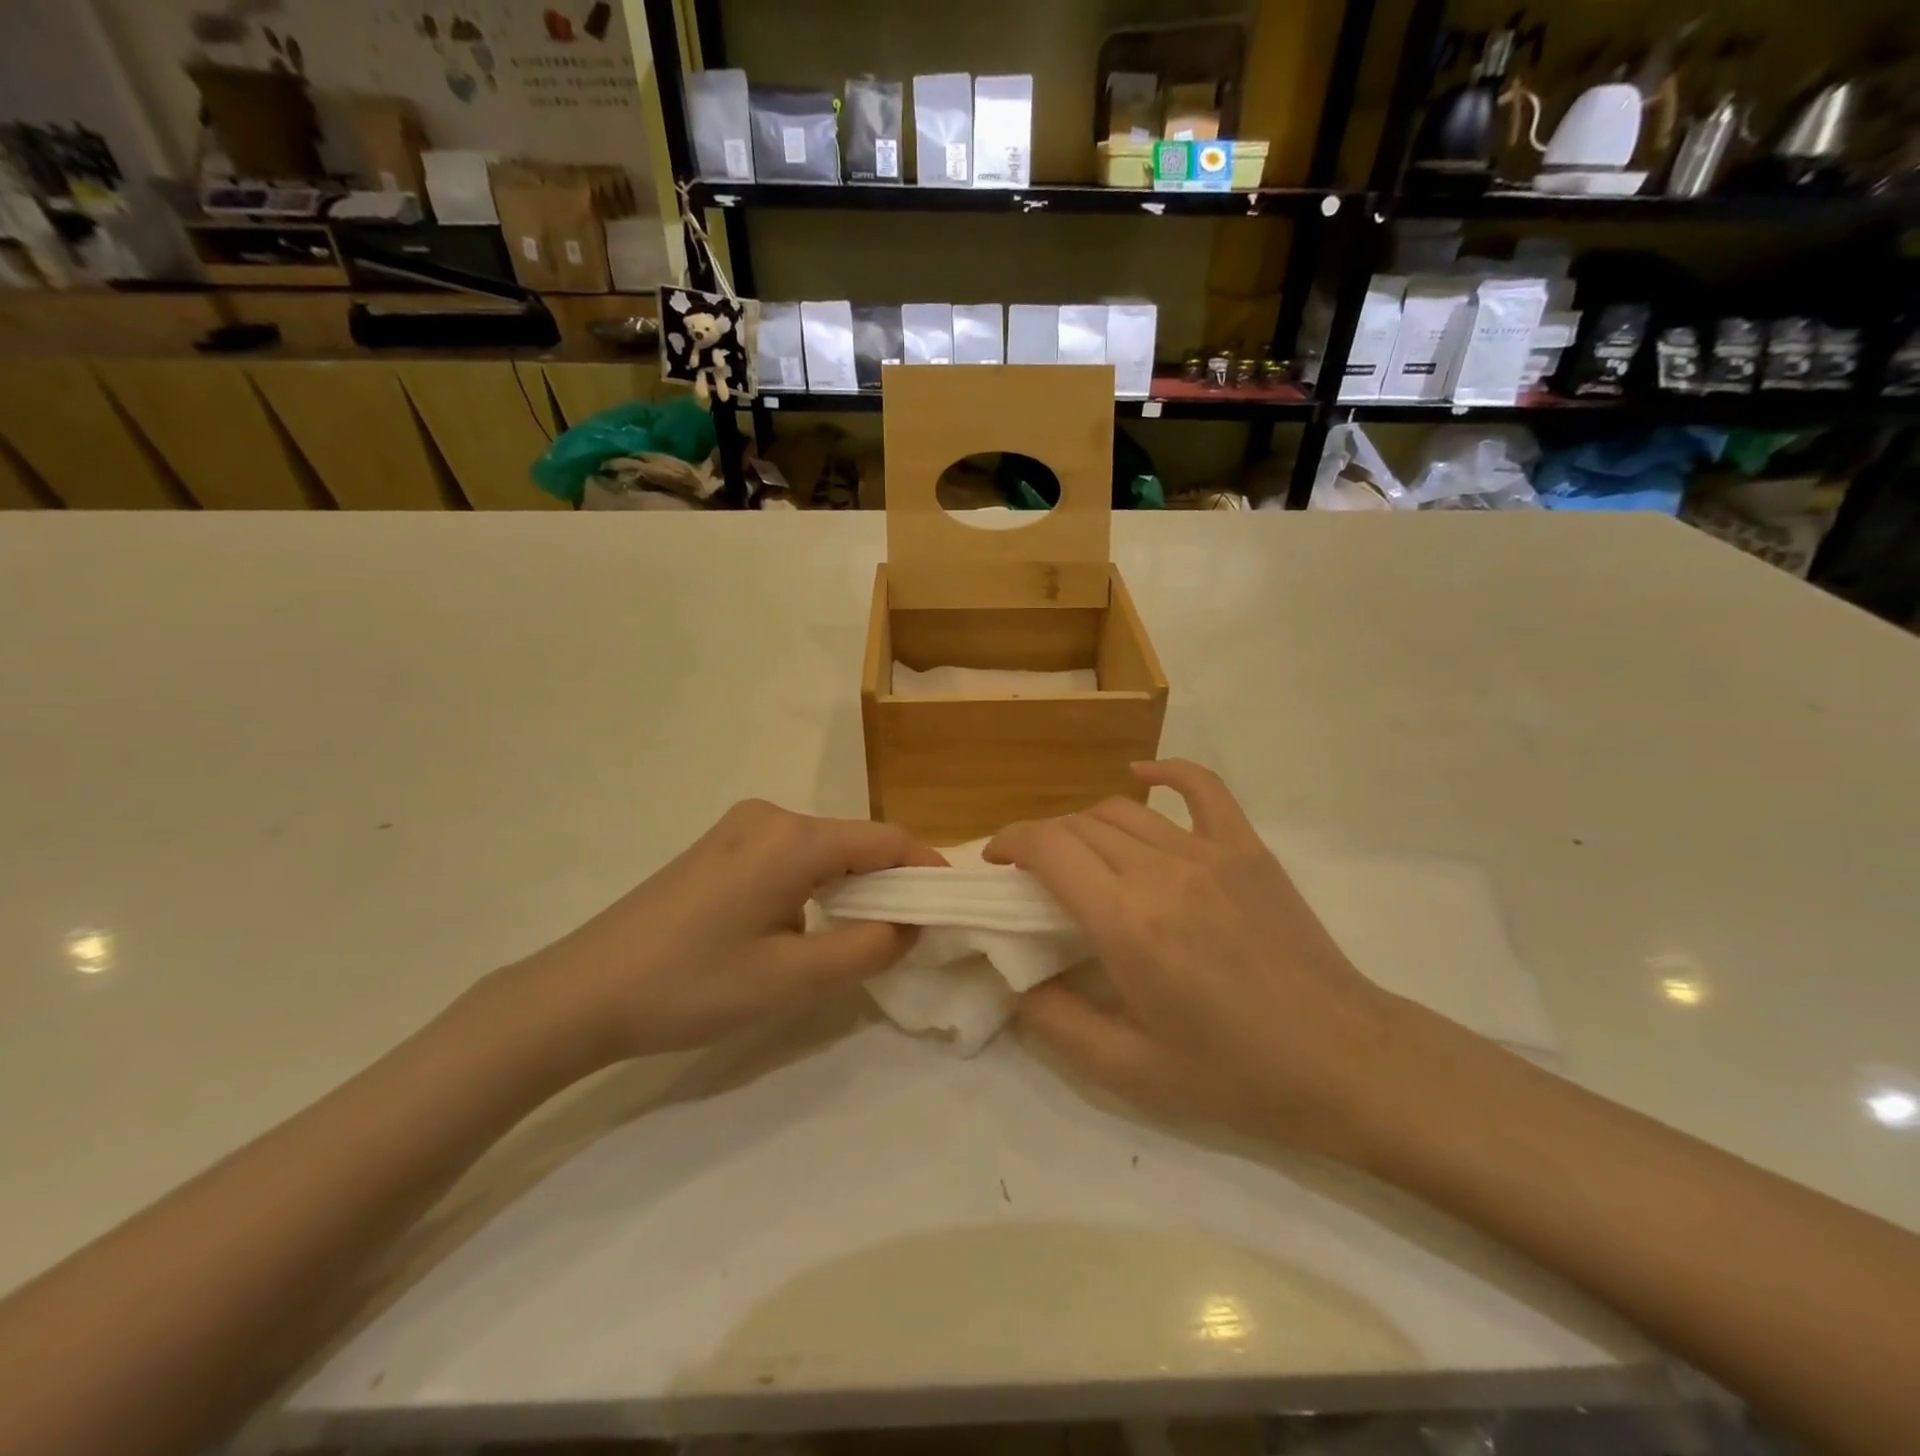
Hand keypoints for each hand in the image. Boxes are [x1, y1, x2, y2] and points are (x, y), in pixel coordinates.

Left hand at [512, 800, 944, 1067]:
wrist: (582, 991)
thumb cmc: (692, 986)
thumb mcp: (793, 981)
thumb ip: (869, 949)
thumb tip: (912, 924)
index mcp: (794, 839)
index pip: (887, 840)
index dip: (927, 869)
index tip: (952, 906)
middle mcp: (771, 816)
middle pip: (856, 841)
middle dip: (891, 882)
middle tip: (911, 933)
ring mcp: (740, 827)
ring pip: (824, 849)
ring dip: (853, 886)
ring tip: (863, 935)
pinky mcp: (720, 845)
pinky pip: (791, 855)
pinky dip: (818, 883)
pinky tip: (807, 923)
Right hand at [986, 761, 1399, 1155]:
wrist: (1342, 1060)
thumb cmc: (1234, 1073)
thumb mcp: (1129, 1072)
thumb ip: (1056, 1023)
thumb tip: (1016, 981)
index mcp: (1126, 923)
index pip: (1047, 848)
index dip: (1010, 843)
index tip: (995, 862)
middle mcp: (1160, 871)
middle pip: (1078, 825)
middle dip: (1042, 840)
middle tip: (1034, 875)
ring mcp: (1208, 852)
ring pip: (1123, 810)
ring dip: (1085, 824)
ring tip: (1079, 854)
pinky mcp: (1246, 848)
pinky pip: (1201, 788)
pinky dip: (1165, 772)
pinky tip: (1142, 775)